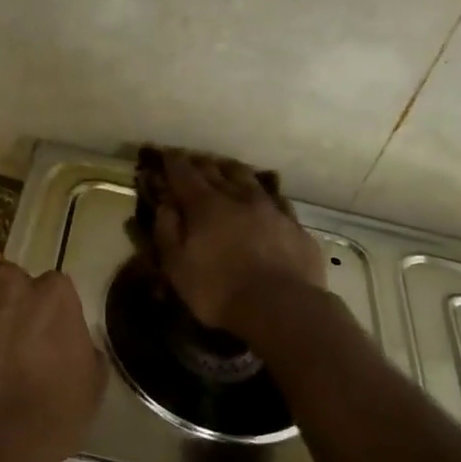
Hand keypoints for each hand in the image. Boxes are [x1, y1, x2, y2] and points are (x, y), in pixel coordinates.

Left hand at [0, 247, 106, 461]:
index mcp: (55, 294)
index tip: (45, 333)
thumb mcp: (91, 384)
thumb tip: (71, 341)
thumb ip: (81, 348)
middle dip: (11, 298)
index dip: (48, 312)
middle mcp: (11, 281)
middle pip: (12, 278)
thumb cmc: (49, 416)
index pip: (55, 288)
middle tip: (8, 331)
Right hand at [151, 151, 326, 334]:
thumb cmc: (218, 290)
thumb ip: (167, 230)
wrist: (282, 307)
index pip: (184, 174)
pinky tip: (265, 200)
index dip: (173, 162)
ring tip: (226, 168)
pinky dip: (264, 196)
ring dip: (233, 171)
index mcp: (205, 205)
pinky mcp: (295, 226)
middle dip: (201, 163)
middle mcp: (239, 197)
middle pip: (217, 170)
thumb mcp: (177, 266)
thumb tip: (166, 203)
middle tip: (192, 160)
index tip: (166, 154)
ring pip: (249, 179)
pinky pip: (276, 201)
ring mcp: (271, 209)